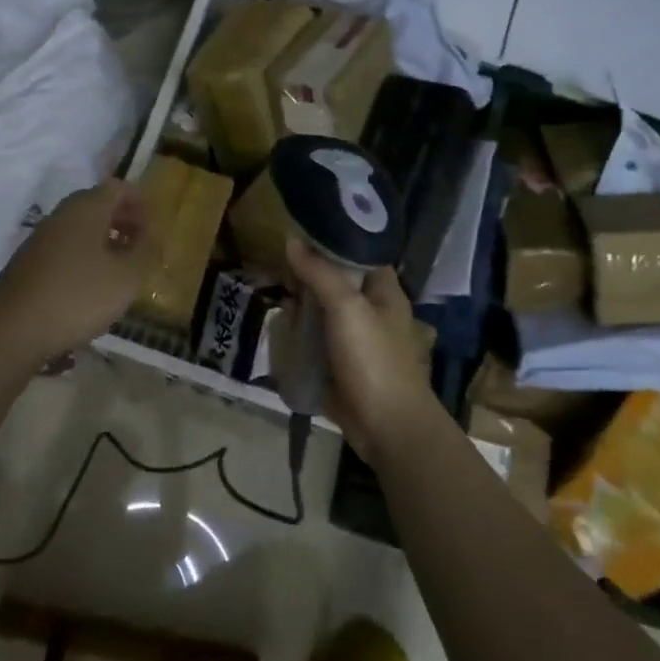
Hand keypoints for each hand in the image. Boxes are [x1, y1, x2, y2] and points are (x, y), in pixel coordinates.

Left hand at [0, 180, 155, 360]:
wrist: (14, 330)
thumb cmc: (79, 297)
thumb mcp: (127, 277)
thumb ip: (146, 251)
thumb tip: (152, 234)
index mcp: (86, 209)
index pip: (118, 188)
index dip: (140, 202)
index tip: (154, 228)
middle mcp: (61, 215)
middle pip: (97, 205)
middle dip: (123, 221)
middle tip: (141, 246)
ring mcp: (40, 238)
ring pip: (79, 228)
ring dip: (104, 240)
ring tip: (120, 269)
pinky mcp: (27, 263)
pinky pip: (64, 248)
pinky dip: (84, 256)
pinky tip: (90, 286)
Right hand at [284, 238, 439, 462]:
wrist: (387, 427)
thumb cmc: (374, 360)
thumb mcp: (346, 308)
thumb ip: (319, 273)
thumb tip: (292, 241)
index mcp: (384, 290)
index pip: (358, 252)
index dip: (331, 241)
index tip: (299, 233)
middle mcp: (371, 309)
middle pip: (335, 281)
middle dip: (308, 275)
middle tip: (277, 267)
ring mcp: (355, 338)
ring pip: (323, 310)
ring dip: (301, 305)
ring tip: (273, 293)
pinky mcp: (340, 363)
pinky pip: (316, 339)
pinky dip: (299, 332)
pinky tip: (280, 325)